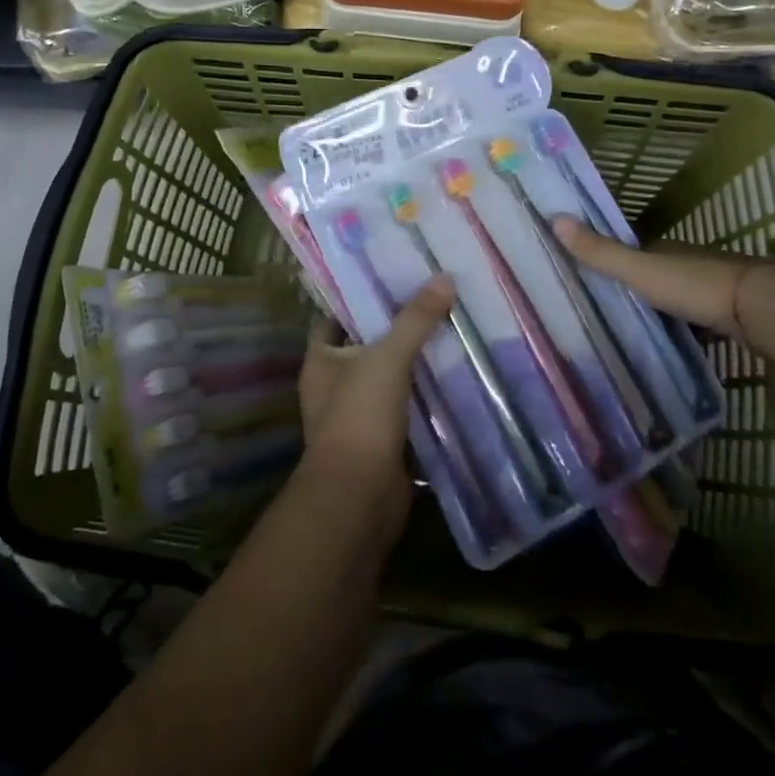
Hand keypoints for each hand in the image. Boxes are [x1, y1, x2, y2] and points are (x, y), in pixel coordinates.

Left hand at [297, 276, 456, 511]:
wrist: (359, 497)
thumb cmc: (360, 416)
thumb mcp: (388, 357)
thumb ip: (415, 319)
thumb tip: (444, 278)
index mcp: (320, 362)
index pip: (334, 320)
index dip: (359, 302)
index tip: (392, 282)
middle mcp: (333, 388)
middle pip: (366, 349)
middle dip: (396, 331)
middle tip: (432, 303)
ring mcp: (358, 418)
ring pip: (389, 381)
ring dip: (414, 366)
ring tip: (450, 333)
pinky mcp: (382, 443)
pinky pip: (406, 411)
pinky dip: (425, 399)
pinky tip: (454, 379)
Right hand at [551, 217, 774, 337]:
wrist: (764, 307)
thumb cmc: (696, 285)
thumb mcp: (640, 270)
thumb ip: (601, 252)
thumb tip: (553, 217)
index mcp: (665, 249)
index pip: (633, 250)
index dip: (613, 259)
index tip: (590, 274)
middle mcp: (689, 262)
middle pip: (656, 272)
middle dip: (637, 286)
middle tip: (608, 308)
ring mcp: (714, 287)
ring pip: (679, 296)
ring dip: (662, 309)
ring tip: (636, 331)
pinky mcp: (734, 313)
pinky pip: (701, 320)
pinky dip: (688, 328)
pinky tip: (676, 345)